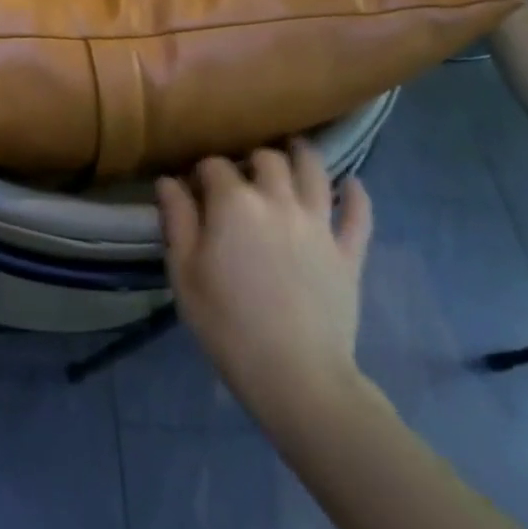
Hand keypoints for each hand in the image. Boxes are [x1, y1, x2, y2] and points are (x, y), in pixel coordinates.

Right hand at [157, 141, 372, 430]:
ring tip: (291, 152)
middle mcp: (279, 200)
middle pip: (267, 159)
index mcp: (234, 203)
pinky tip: (350, 184)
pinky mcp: (349, 253)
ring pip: (314, 171)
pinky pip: (358, 214)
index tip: (193, 189)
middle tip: (240, 177)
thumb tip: (169, 181)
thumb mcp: (183, 272)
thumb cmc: (226, 323)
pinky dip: (356, 194)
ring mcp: (319, 225)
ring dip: (301, 156)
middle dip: (250, 159)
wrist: (296, 376)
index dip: (201, 172)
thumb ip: (176, 219)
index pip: (214, 166)